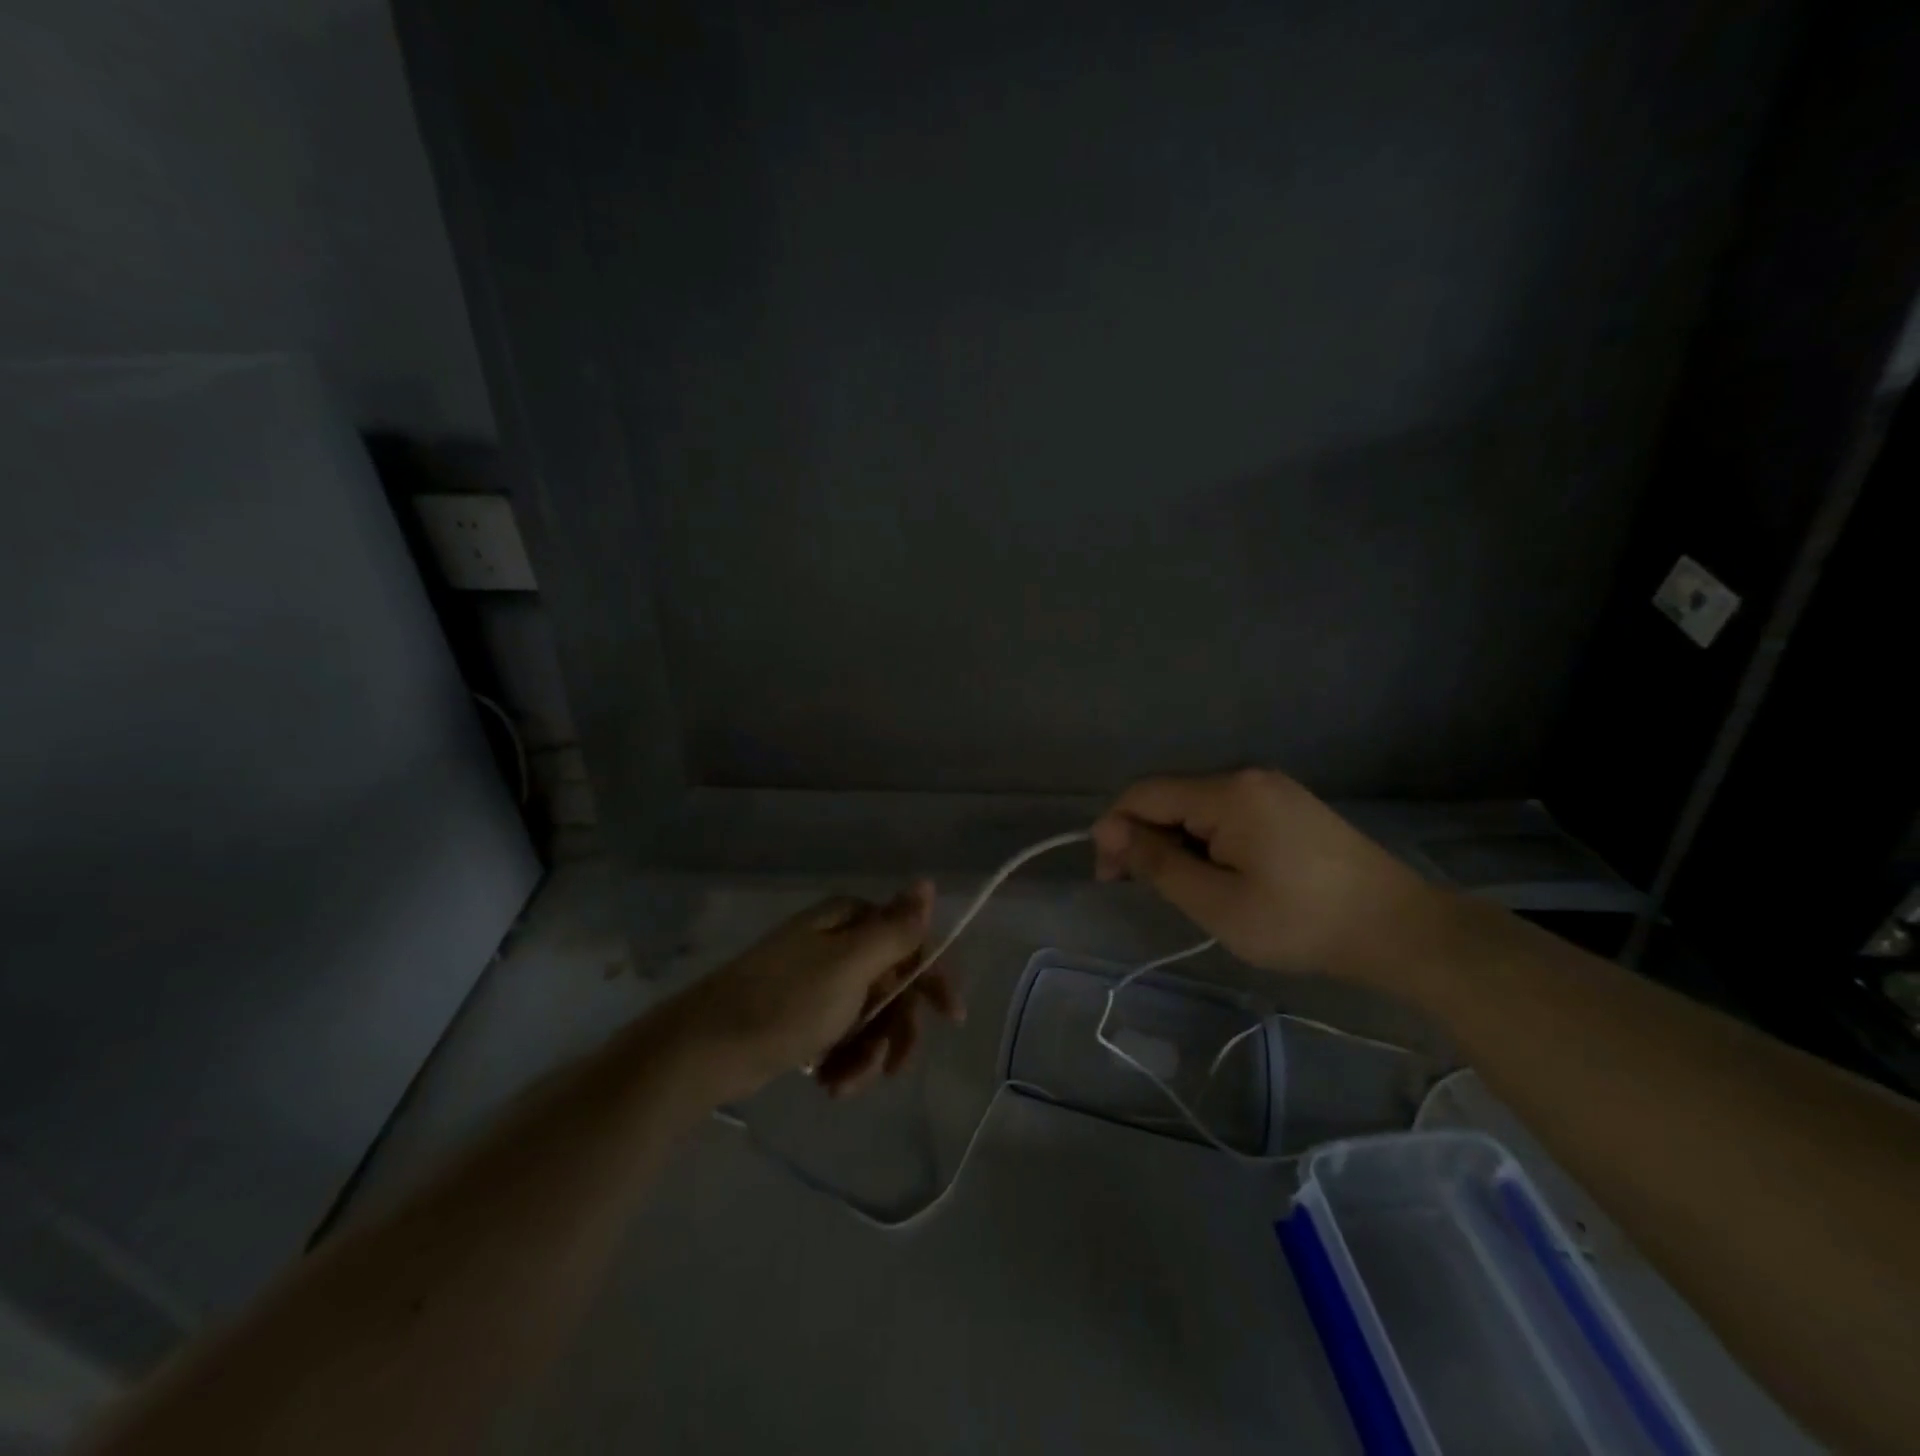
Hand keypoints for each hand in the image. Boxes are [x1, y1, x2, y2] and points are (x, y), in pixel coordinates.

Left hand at [661, 882, 963, 1101]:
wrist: (704, 1050)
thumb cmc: (784, 1001)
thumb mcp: (849, 965)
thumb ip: (895, 929)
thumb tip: (927, 881)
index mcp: (848, 921)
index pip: (910, 940)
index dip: (933, 977)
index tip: (951, 1018)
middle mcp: (836, 944)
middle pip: (893, 984)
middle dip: (895, 1029)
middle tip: (893, 1067)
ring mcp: (818, 982)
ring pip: (870, 1017)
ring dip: (867, 1054)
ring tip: (844, 1085)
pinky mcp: (802, 1016)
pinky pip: (842, 1035)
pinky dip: (843, 1062)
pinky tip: (829, 1085)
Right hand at [1091, 769, 1442, 982]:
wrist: (1398, 929)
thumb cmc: (1300, 921)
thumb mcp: (1216, 902)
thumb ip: (1157, 863)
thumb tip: (1110, 832)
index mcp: (1227, 792)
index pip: (1145, 794)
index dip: (1115, 829)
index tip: (1109, 876)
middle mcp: (1246, 776)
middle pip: (1170, 797)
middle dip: (1145, 838)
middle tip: (1142, 889)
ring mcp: (1272, 788)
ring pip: (1197, 807)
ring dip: (1176, 842)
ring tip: (1184, 889)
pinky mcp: (1288, 805)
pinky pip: (1227, 814)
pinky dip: (1206, 841)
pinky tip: (1217, 875)